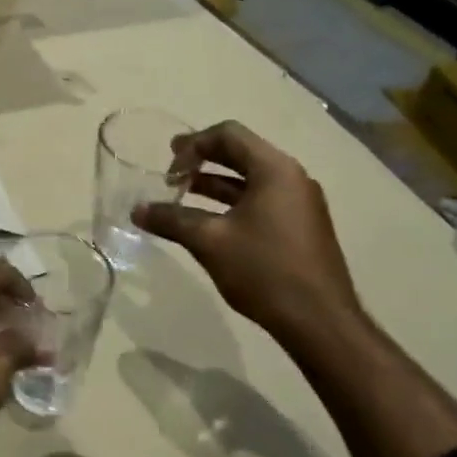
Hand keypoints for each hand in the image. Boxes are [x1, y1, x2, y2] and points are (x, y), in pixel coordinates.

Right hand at [134, 120, 364, 344]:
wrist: (320, 322)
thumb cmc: (264, 270)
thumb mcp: (209, 241)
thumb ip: (171, 219)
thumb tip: (136, 210)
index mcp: (274, 170)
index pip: (229, 134)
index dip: (192, 144)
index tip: (168, 168)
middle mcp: (292, 178)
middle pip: (241, 153)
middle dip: (202, 160)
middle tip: (170, 173)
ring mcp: (300, 204)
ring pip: (250, 179)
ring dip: (215, 183)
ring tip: (182, 196)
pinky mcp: (301, 228)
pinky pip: (261, 201)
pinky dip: (232, 203)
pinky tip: (209, 223)